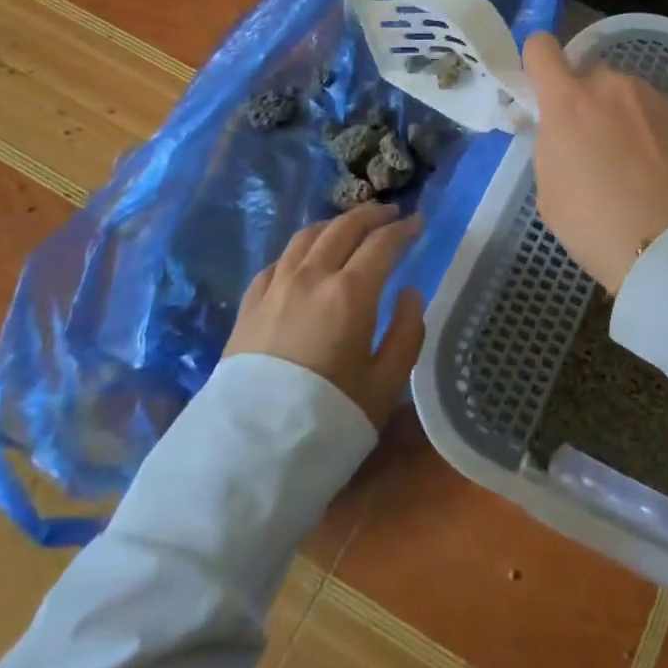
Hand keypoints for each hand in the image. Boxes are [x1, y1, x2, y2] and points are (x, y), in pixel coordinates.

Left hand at [222, 203, 425, 429]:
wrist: (248, 455)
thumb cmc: (328, 419)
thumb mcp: (385, 384)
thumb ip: (406, 332)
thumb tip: (409, 293)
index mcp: (350, 292)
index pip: (382, 243)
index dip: (404, 229)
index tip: (419, 223)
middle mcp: (311, 277)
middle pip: (343, 228)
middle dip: (371, 215)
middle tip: (391, 213)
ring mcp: (275, 287)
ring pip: (307, 237)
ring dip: (335, 224)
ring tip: (350, 226)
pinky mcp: (249, 305)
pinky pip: (278, 261)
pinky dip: (300, 250)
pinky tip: (305, 258)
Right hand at [523, 31, 667, 293]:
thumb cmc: (596, 226)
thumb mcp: (549, 192)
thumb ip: (551, 146)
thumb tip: (561, 131)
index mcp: (569, 101)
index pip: (541, 49)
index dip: (537, 65)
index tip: (541, 91)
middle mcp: (613, 87)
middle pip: (589, 76)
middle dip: (584, 102)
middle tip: (590, 146)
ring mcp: (655, 99)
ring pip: (626, 96)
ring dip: (621, 117)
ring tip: (632, 166)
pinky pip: (658, 115)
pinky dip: (653, 134)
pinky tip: (661, 174)